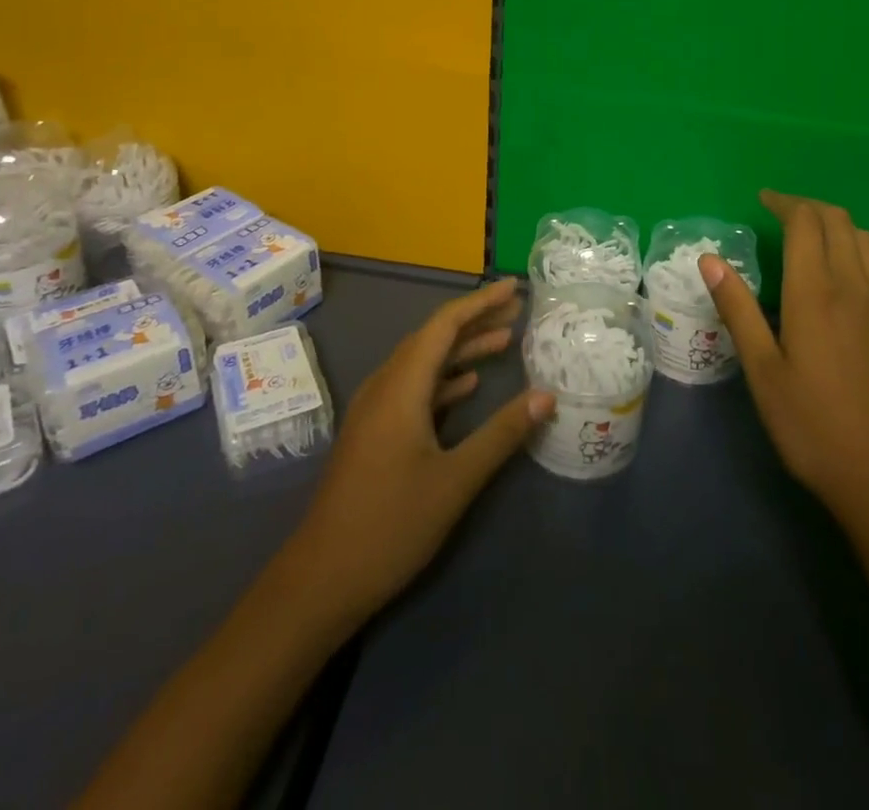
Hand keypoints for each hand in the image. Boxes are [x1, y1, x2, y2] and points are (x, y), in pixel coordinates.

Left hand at [289, 279, 553, 623]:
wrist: (321, 579)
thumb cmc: (390, 525)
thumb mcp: (455, 480)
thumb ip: (501, 433)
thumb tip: (546, 396)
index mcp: (401, 386)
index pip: (444, 325)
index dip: (480, 302)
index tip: (515, 288)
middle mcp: (385, 386)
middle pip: (433, 338)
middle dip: (475, 321)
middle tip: (518, 312)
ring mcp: (375, 410)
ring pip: (423, 363)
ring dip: (461, 350)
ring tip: (504, 342)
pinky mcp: (373, 432)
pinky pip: (413, 388)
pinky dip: (444, 379)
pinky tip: (468, 386)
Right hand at [700, 189, 868, 533]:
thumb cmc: (814, 428)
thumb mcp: (763, 372)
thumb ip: (738, 310)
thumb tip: (709, 260)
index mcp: (817, 293)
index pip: (806, 222)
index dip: (784, 202)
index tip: (763, 199)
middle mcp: (857, 288)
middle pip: (840, 222)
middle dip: (809, 207)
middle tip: (781, 213)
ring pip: (867, 242)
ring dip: (838, 226)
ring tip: (811, 239)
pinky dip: (859, 256)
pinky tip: (844, 284)